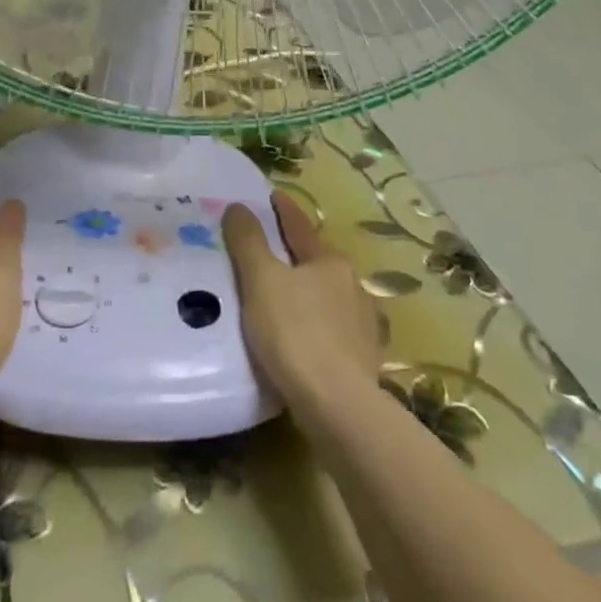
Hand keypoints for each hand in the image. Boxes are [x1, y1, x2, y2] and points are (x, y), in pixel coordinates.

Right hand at [222, 191, 380, 417]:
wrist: (337, 405)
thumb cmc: (294, 332)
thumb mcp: (261, 281)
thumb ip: (248, 242)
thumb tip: (238, 206)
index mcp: (329, 262)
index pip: (300, 227)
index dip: (284, 211)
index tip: (274, 195)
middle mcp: (352, 286)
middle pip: (316, 262)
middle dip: (295, 254)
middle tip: (269, 251)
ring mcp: (362, 324)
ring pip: (327, 297)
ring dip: (307, 292)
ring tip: (283, 297)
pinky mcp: (362, 358)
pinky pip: (332, 330)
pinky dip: (315, 325)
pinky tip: (304, 337)